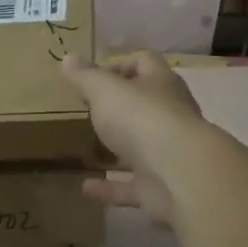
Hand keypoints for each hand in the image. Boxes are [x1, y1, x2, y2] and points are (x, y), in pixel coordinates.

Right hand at [61, 52, 203, 224]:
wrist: (180, 174)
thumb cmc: (142, 118)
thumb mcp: (105, 90)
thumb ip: (86, 76)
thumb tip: (68, 58)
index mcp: (161, 84)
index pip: (144, 63)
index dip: (119, 65)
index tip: (93, 78)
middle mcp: (170, 115)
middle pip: (146, 105)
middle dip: (120, 108)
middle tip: (89, 112)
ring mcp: (168, 153)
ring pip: (141, 147)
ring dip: (118, 149)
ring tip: (87, 149)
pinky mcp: (162, 187)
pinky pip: (132, 185)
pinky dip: (110, 187)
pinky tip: (86, 188)